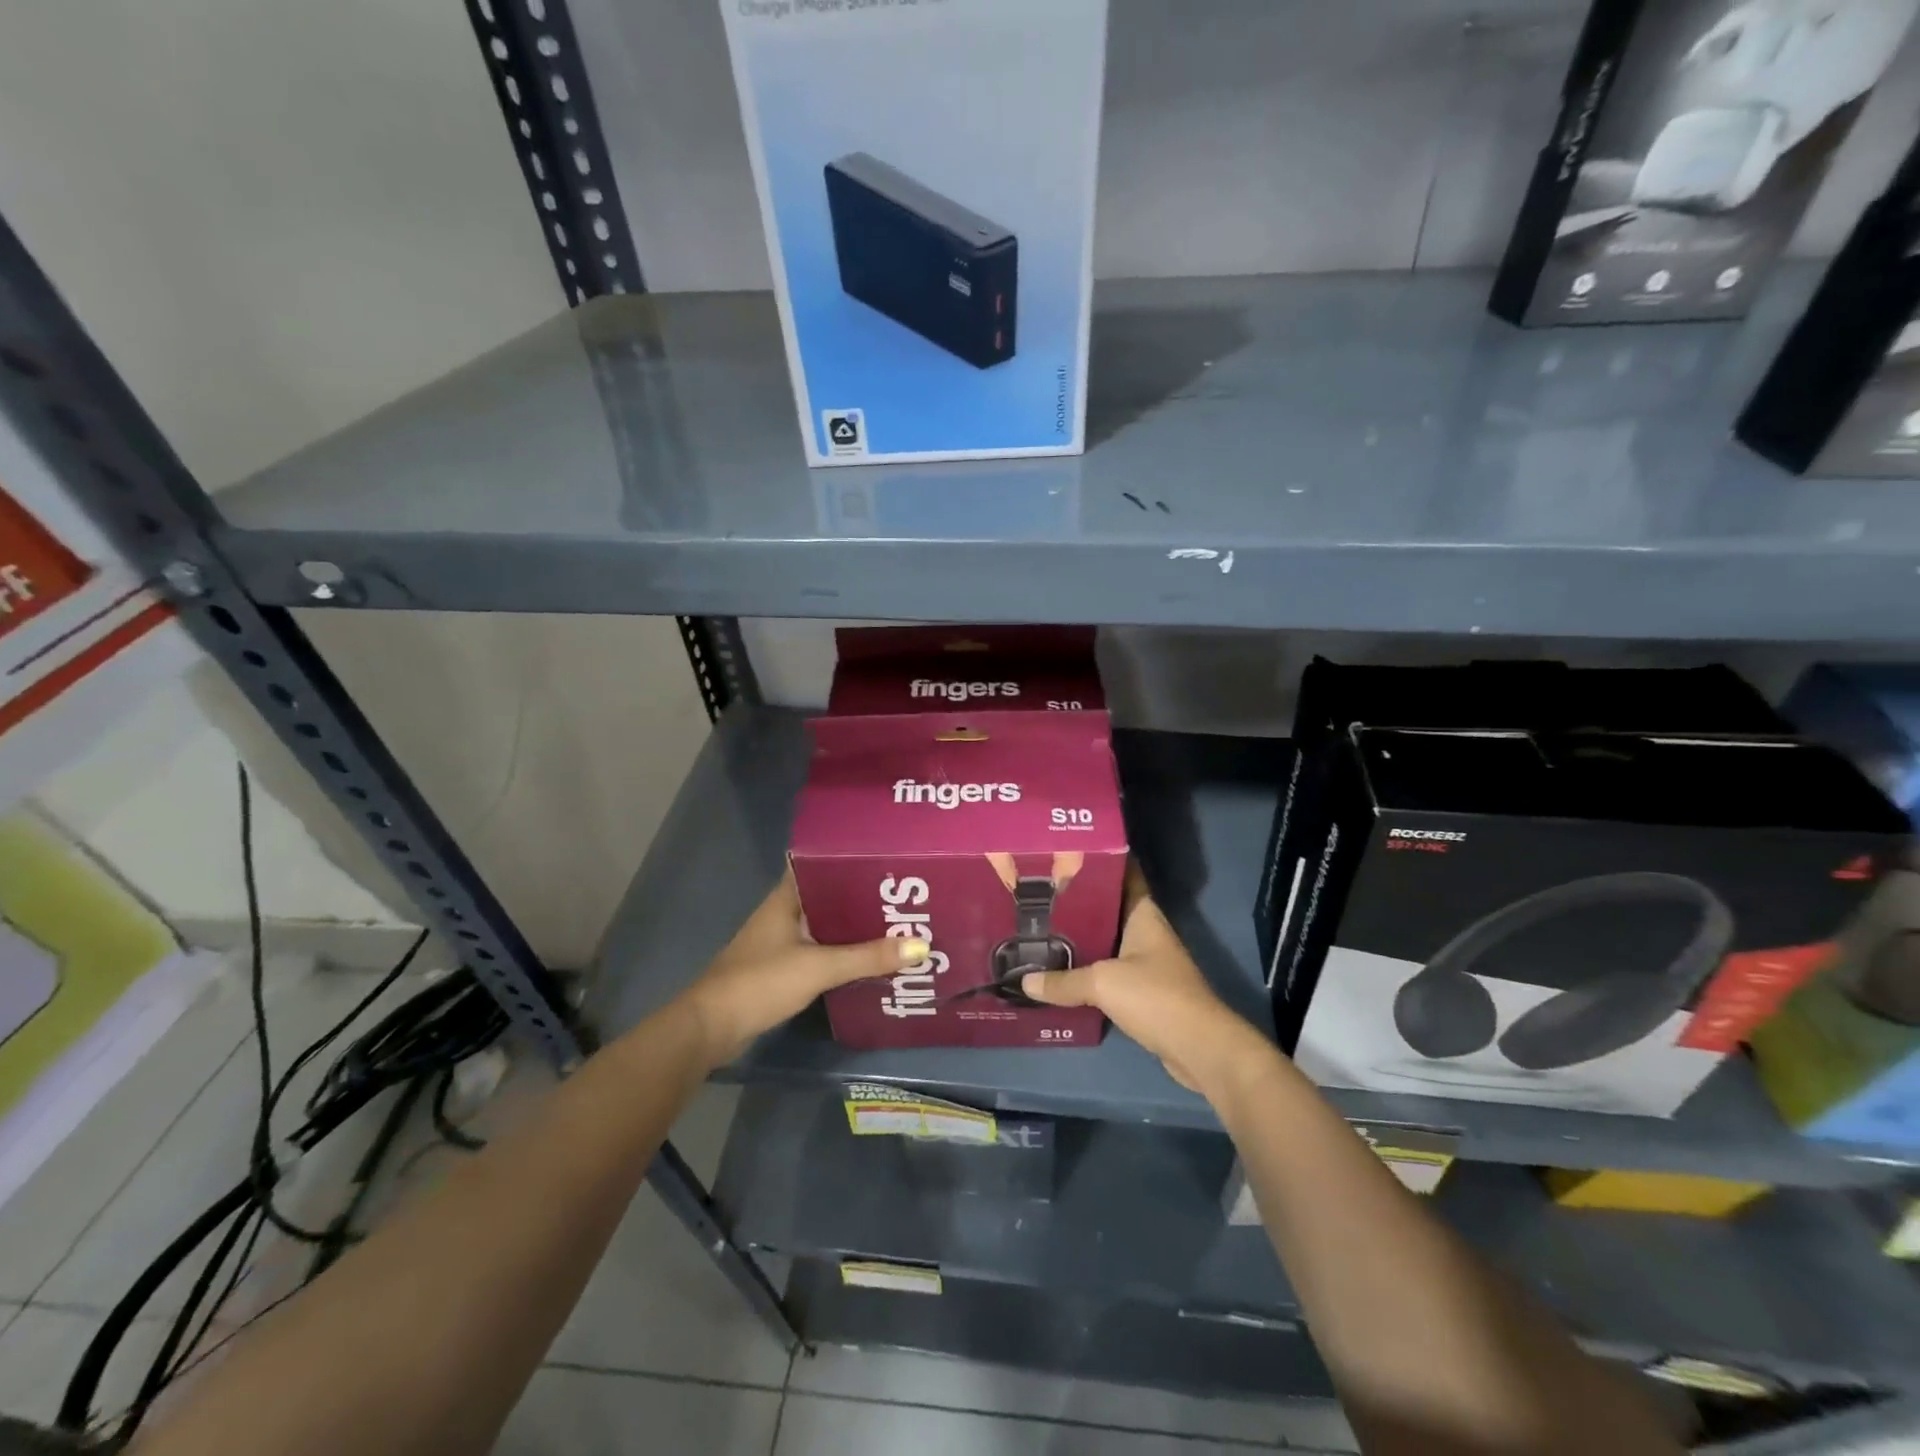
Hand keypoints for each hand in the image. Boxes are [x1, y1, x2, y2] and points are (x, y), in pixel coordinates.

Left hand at [676, 871, 927, 1066]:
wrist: (711, 1028)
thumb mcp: (819, 967)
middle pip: (831, 895)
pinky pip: (822, 951)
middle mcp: (785, 913)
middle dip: (865, 897)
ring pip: (828, 925)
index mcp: (787, 898)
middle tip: (905, 894)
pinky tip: (870, 958)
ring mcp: (782, 941)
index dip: (852, 858)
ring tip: (898, 924)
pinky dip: (844, 953)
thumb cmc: (761, 982)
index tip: (887, 857)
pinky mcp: (783, 968)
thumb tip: (921, 946)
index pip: (822, 863)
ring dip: (856, 927)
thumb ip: (867, 958)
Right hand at [1020, 863, 1271, 1093]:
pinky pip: (1110, 973)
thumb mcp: (1102, 983)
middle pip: (1110, 909)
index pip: (1125, 874)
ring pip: (1108, 942)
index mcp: (1143, 915)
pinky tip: (1062, 974)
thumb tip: (1025, 982)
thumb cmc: (1156, 997)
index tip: (1069, 852)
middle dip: (1079, 902)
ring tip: (1043, 931)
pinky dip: (1089, 972)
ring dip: (1082, 939)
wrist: (1199, 1048)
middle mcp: (1147, 933)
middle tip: (1041, 895)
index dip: (1101, 861)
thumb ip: (1064, 981)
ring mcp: (1148, 964)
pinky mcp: (1145, 993)